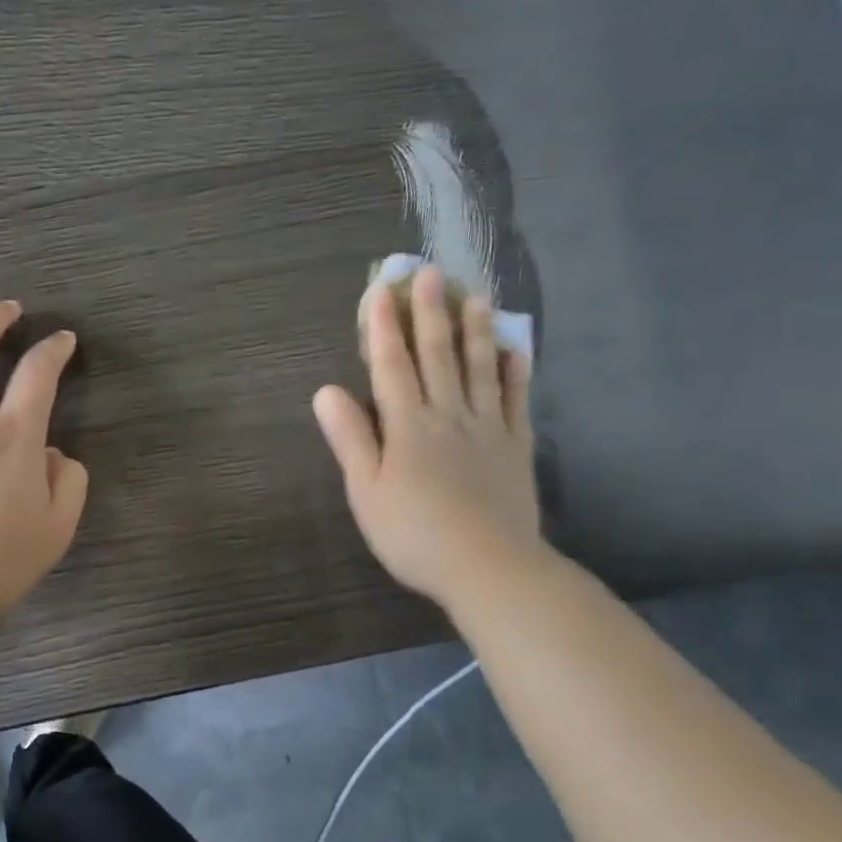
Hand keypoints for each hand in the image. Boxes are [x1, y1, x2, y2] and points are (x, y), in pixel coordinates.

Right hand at [312, 265, 540, 605]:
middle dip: (429, 313)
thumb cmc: (414, 533)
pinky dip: (515, 371)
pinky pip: (516, 399)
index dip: (382, 327)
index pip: (391, 365)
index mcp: (407, 425)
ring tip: (475, 297)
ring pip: (479, 368)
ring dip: (475, 330)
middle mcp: (448, 414)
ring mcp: (487, 428)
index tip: (380, 291)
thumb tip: (326, 391)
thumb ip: (349, 438)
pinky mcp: (516, 446)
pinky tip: (515, 350)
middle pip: (437, 355)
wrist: (489, 568)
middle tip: (430, 273)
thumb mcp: (366, 491)